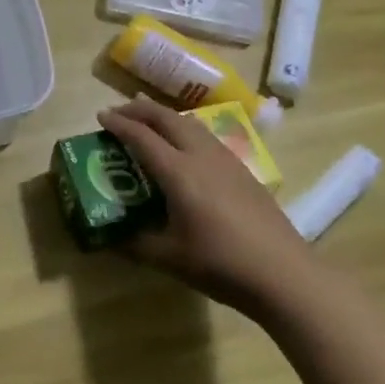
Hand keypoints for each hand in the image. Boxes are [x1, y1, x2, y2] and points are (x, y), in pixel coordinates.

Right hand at [97, 96, 313, 315]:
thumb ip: (136, 242)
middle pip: (167, 118)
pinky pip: (205, 136)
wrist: (284, 274)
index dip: (118, 124)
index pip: (141, 136)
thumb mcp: (169, 258)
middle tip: (119, 112)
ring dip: (164, 115)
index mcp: (178, 172)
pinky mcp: (242, 170)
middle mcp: (200, 156)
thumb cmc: (221, 264)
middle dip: (140, 110)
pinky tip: (184, 145)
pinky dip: (184, 128)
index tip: (100, 117)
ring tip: (149, 119)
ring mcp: (225, 160)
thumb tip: (113, 236)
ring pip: (190, 122)